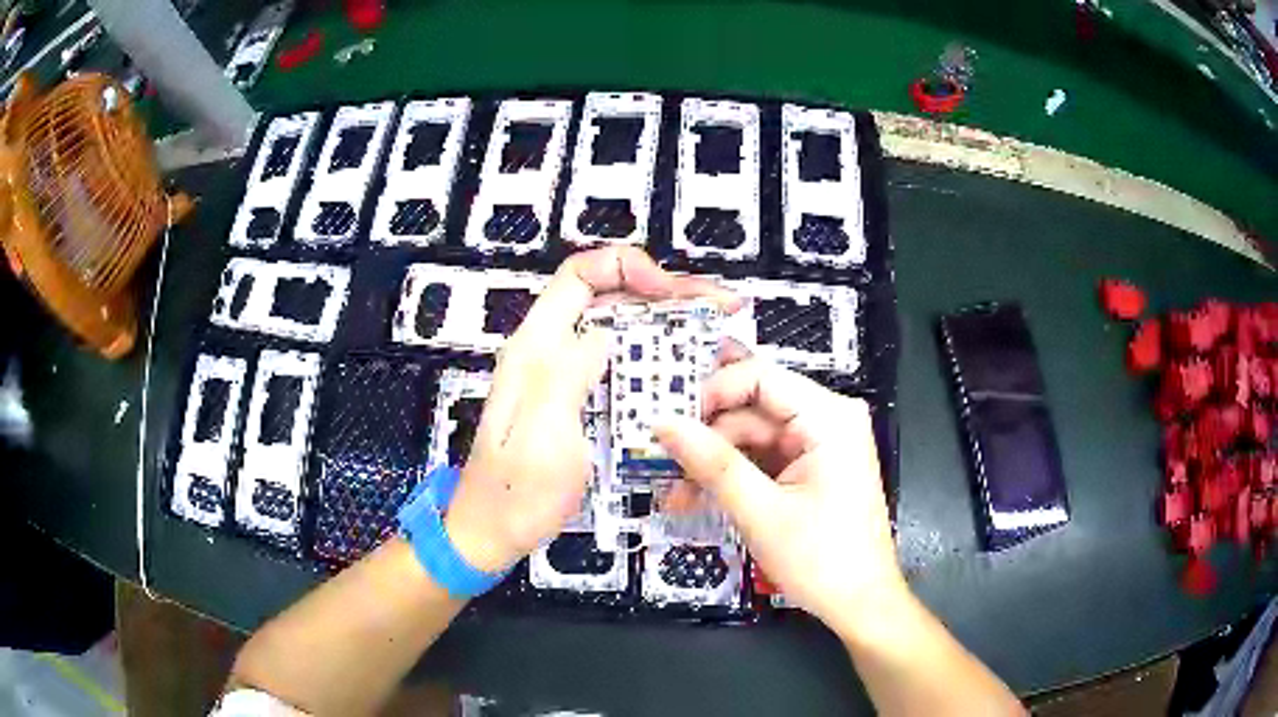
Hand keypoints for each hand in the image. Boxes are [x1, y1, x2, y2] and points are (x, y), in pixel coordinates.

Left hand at [443, 247, 737, 572]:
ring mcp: (572, 378)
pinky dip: (665, 365)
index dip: (627, 268)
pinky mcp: (587, 403)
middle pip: (613, 299)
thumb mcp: (541, 435)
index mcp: (537, 347)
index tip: (672, 293)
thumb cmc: (516, 491)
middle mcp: (555, 351)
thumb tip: (606, 330)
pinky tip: (697, 377)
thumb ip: (567, 375)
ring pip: (628, 333)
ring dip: (675, 329)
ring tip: (723, 339)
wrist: (495, 533)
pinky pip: (630, 369)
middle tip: (724, 307)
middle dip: (670, 295)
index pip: (579, 276)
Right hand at [655, 349, 905, 631]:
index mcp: (828, 417)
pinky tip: (701, 498)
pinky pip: (763, 458)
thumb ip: (712, 464)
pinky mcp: (812, 468)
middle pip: (752, 409)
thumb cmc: (821, 560)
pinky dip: (733, 477)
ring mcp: (820, 444)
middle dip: (706, 440)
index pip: (759, 378)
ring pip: (752, 436)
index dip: (710, 394)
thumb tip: (662, 423)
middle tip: (663, 469)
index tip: (668, 424)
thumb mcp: (761, 512)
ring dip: (713, 465)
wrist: (860, 604)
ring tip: (677, 497)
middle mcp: (827, 419)